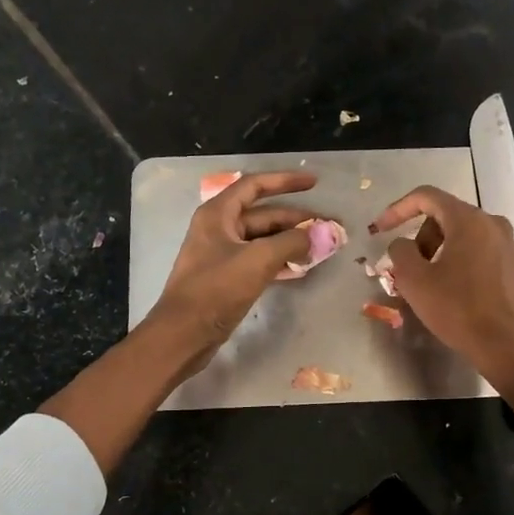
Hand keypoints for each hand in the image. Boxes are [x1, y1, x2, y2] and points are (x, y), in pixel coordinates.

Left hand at [148, 170, 328, 373]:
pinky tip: (301, 268)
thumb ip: (292, 242)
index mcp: (218, 214)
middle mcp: (219, 228)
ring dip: (291, 242)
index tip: (314, 183)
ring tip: (321, 247)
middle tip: (329, 227)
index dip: (285, 181)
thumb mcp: (257, 260)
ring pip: (263, 240)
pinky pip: (259, 261)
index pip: (255, 185)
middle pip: (263, 215)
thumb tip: (322, 233)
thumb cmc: (216, 290)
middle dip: (296, 219)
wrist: (184, 333)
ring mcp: (222, 254)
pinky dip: (280, 261)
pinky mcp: (227, 278)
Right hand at [370, 185, 513, 389]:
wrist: (508, 346)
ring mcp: (512, 247)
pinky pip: (485, 256)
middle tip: (410, 268)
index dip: (398, 209)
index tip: (380, 229)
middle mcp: (495, 224)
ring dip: (443, 252)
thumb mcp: (414, 281)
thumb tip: (402, 244)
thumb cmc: (457, 310)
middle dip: (422, 237)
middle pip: (448, 217)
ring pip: (468, 237)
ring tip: (432, 283)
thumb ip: (400, 252)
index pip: (427, 196)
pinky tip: (459, 294)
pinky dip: (466, 265)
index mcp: (469, 220)